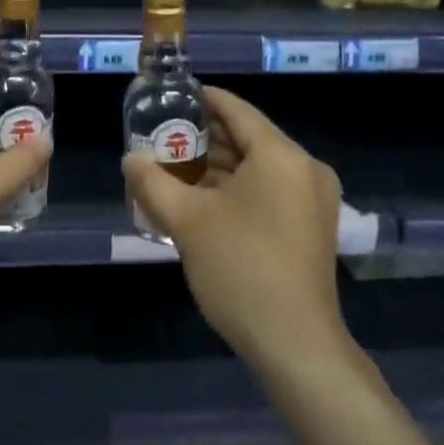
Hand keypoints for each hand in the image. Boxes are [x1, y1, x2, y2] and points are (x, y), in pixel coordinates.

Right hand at [123, 86, 347, 369]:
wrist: (297, 347)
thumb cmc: (241, 269)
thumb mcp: (187, 221)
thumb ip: (153, 182)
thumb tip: (130, 159)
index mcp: (281, 154)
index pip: (236, 110)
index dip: (201, 99)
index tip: (169, 97)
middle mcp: (305, 168)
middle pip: (248, 137)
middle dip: (205, 137)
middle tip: (163, 136)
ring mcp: (313, 200)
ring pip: (259, 166)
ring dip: (219, 166)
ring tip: (175, 167)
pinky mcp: (312, 227)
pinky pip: (270, 190)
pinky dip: (239, 188)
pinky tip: (204, 200)